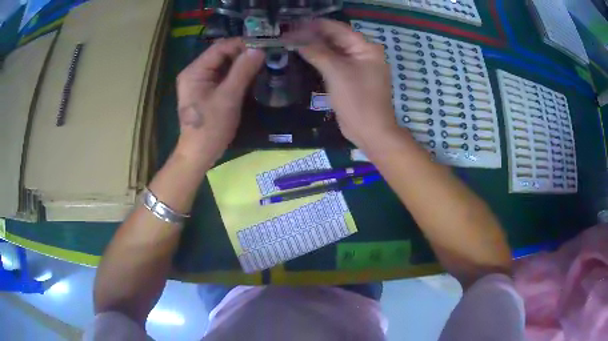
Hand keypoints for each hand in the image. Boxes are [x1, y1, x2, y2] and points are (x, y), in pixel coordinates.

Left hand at [175, 38, 264, 166]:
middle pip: (221, 55)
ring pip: (223, 65)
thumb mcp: (228, 97)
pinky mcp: (205, 91)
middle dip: (243, 54)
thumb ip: (243, 71)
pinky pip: (222, 77)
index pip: (220, 48)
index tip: (264, 46)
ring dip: (241, 64)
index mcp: (195, 71)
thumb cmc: (211, 127)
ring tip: (262, 64)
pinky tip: (251, 76)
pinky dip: (236, 75)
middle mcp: (195, 72)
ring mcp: (199, 82)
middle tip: (266, 56)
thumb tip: (259, 49)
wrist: (199, 154)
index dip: (242, 44)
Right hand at [294, 19, 397, 148]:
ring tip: (291, 43)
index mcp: (366, 47)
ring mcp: (357, 66)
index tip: (292, 24)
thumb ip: (316, 51)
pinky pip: (334, 64)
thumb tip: (295, 37)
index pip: (337, 29)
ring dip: (314, 47)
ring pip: (333, 51)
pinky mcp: (350, 78)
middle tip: (287, 34)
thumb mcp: (336, 72)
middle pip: (335, 39)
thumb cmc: (357, 99)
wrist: (370, 131)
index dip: (314, 25)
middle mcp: (363, 53)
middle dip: (312, 36)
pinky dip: (320, 60)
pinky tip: (303, 57)